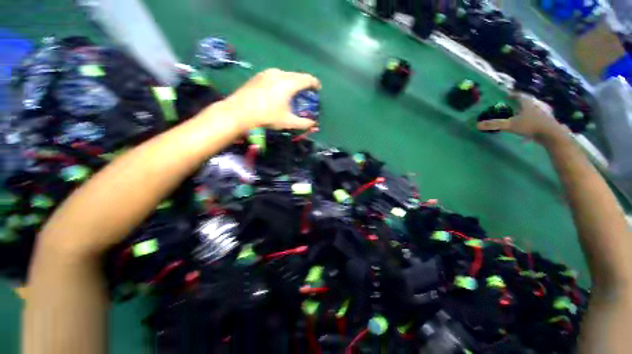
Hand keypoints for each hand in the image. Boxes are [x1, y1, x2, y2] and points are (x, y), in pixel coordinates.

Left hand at [218, 68, 319, 131]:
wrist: (239, 111)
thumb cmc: (266, 116)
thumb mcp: (287, 122)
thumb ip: (303, 123)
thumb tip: (313, 124)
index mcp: (289, 83)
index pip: (307, 79)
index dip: (315, 83)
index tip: (318, 89)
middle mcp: (279, 74)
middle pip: (297, 75)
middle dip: (304, 82)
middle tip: (306, 92)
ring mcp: (267, 73)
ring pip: (286, 74)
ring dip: (293, 81)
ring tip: (293, 91)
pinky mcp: (259, 75)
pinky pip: (276, 75)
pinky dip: (282, 81)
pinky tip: (278, 90)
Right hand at [477, 92, 569, 145]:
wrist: (551, 134)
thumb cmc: (531, 126)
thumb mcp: (510, 125)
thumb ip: (495, 125)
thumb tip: (477, 125)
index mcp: (527, 104)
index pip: (520, 96)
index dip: (513, 95)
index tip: (508, 95)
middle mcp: (536, 107)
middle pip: (527, 103)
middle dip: (520, 104)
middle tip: (513, 106)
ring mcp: (543, 115)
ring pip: (533, 111)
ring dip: (527, 112)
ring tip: (521, 116)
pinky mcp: (546, 123)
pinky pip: (537, 119)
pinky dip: (532, 121)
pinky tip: (529, 127)